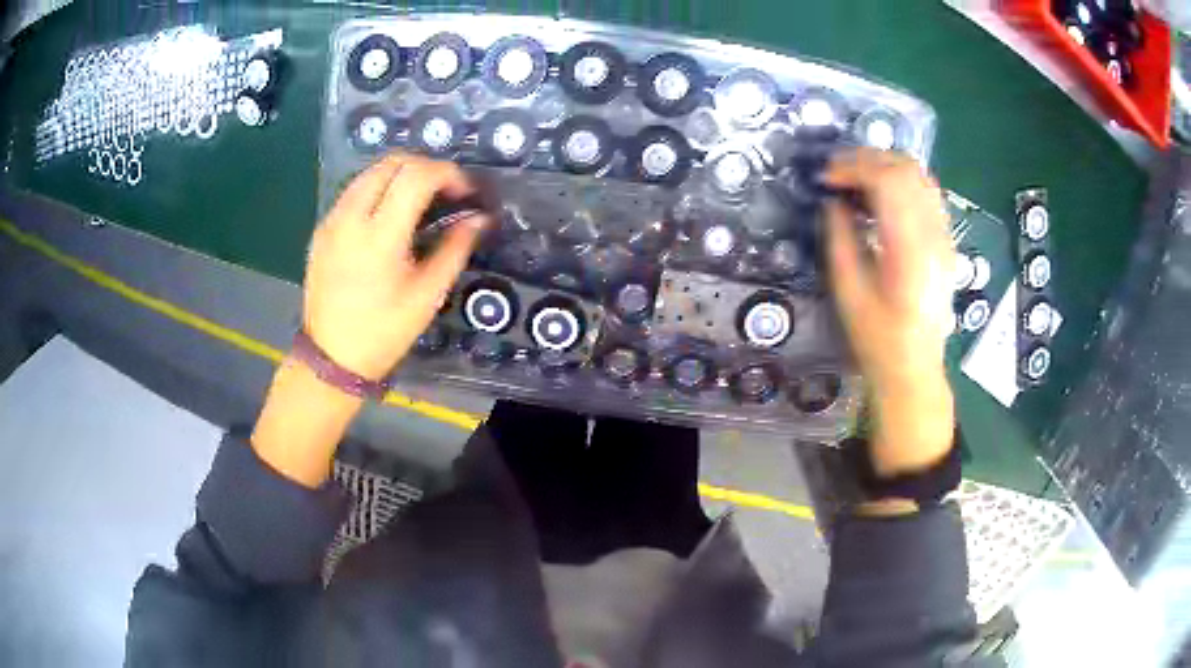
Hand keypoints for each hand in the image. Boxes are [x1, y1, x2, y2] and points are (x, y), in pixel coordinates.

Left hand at [303, 152, 487, 380]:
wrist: (331, 358)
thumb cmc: (384, 332)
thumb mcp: (427, 295)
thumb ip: (455, 249)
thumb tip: (479, 219)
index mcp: (380, 236)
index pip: (417, 176)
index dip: (448, 173)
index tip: (465, 191)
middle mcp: (351, 218)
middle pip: (392, 163)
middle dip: (425, 166)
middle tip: (445, 190)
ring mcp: (332, 220)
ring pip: (370, 172)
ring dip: (401, 174)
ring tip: (420, 198)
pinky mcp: (322, 228)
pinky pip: (354, 191)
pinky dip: (378, 188)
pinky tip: (389, 214)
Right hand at [824, 148, 955, 476]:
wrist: (914, 368)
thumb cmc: (877, 338)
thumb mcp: (848, 291)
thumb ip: (840, 238)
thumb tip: (833, 200)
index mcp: (910, 250)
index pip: (888, 181)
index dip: (853, 167)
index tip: (826, 176)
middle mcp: (934, 235)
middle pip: (906, 169)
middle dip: (866, 159)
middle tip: (836, 172)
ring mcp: (945, 236)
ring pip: (920, 175)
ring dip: (884, 166)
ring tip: (856, 179)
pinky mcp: (946, 240)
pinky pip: (926, 192)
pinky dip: (900, 181)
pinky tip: (881, 195)